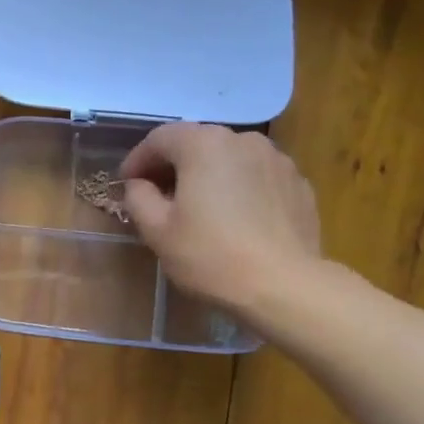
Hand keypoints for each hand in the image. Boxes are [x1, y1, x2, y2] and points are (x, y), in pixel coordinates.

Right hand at [120, 123, 327, 334]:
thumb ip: (139, 198)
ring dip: (208, 174)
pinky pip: (256, 176)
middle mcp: (242, 140)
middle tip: (158, 195)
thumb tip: (139, 185)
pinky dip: (239, 187)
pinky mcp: (298, 183)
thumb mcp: (157, 231)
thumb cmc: (210, 256)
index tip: (126, 183)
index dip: (138, 159)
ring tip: (199, 206)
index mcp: (203, 145)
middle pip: (197, 143)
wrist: (283, 285)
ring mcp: (276, 159)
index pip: (160, 138)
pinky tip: (235, 218)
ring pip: (229, 158)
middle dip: (173, 165)